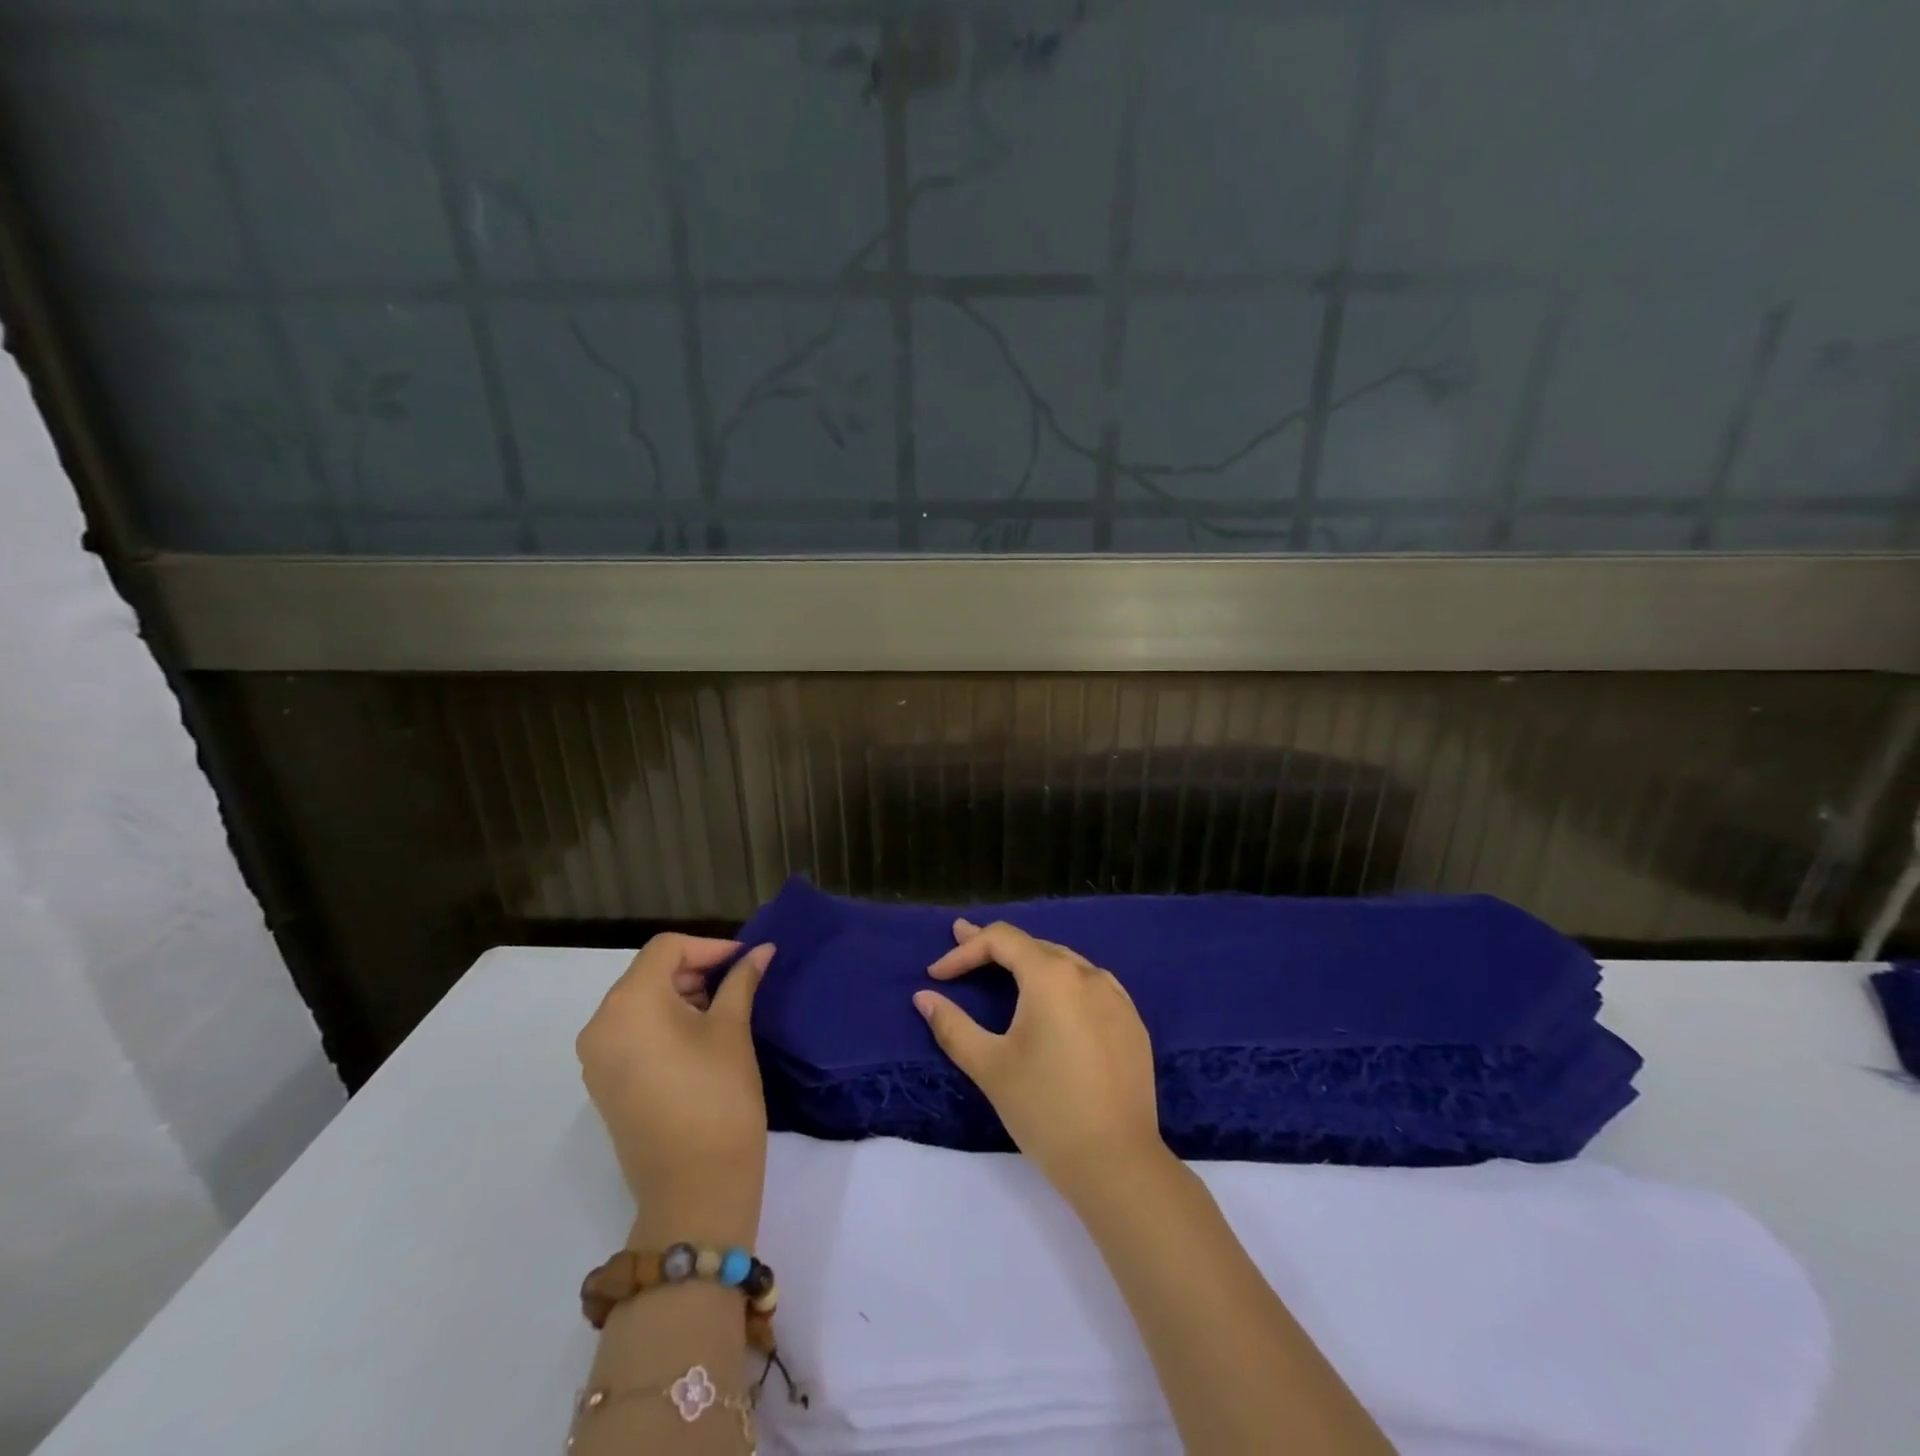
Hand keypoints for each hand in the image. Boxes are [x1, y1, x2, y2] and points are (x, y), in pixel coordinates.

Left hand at [576, 935, 774, 1239]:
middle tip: (739, 983)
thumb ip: (742, 981)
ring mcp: (597, 1058)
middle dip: (696, 971)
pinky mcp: (604, 1084)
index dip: (710, 947)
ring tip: (723, 1010)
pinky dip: (663, 1023)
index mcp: (629, 1003)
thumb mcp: (733, 1029)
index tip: (745, 960)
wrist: (694, 1189)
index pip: (667, 949)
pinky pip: (632, 1032)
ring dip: (681, 996)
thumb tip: (761, 951)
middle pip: (649, 974)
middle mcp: (601, 1024)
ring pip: (640, 1002)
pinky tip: (699, 1038)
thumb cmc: (718, 1096)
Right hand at [914, 920, 1164, 1202]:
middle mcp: (1088, 974)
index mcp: (1051, 976)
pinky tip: (1054, 1001)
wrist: (1116, 1163)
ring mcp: (1116, 997)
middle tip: (962, 942)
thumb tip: (923, 997)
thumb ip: (952, 1026)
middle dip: (993, 947)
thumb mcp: (990, 1066)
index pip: (1001, 940)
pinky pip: (1091, 987)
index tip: (936, 974)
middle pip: (1033, 946)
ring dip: (1030, 963)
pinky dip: (1063, 984)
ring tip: (1003, 968)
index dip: (964, 950)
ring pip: (1065, 963)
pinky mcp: (1132, 1023)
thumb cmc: (1045, 1109)